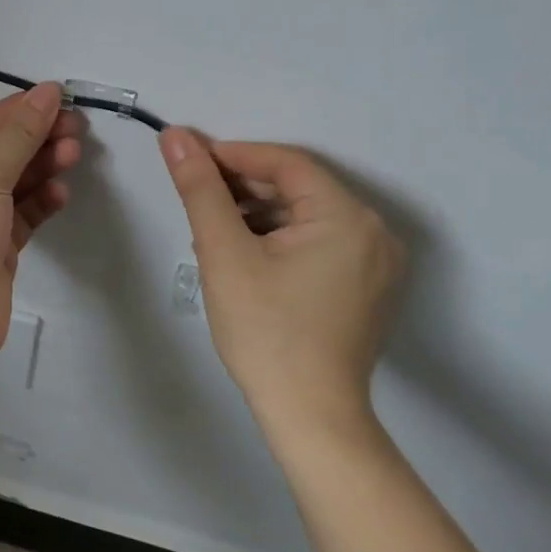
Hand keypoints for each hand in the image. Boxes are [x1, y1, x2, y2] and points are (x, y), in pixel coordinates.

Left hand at [0, 83, 85, 367]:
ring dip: (41, 169)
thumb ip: (18, 137)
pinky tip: (60, 193)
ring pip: (11, 186)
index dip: (15, 111)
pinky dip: (40, 203)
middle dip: (34, 141)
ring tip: (74, 154)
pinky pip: (20, 217)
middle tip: (75, 128)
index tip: (57, 97)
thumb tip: (47, 94)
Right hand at [159, 130, 404, 434]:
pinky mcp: (365, 288)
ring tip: (210, 233)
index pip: (285, 163)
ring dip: (256, 215)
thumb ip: (200, 189)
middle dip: (241, 189)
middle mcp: (373, 232)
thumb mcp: (224, 253)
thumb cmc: (265, 330)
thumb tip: (175, 136)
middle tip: (194, 198)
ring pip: (305, 217)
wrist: (310, 416)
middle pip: (298, 189)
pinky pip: (317, 243)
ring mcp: (375, 263)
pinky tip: (242, 257)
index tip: (188, 160)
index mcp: (348, 217)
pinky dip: (278, 240)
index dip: (233, 156)